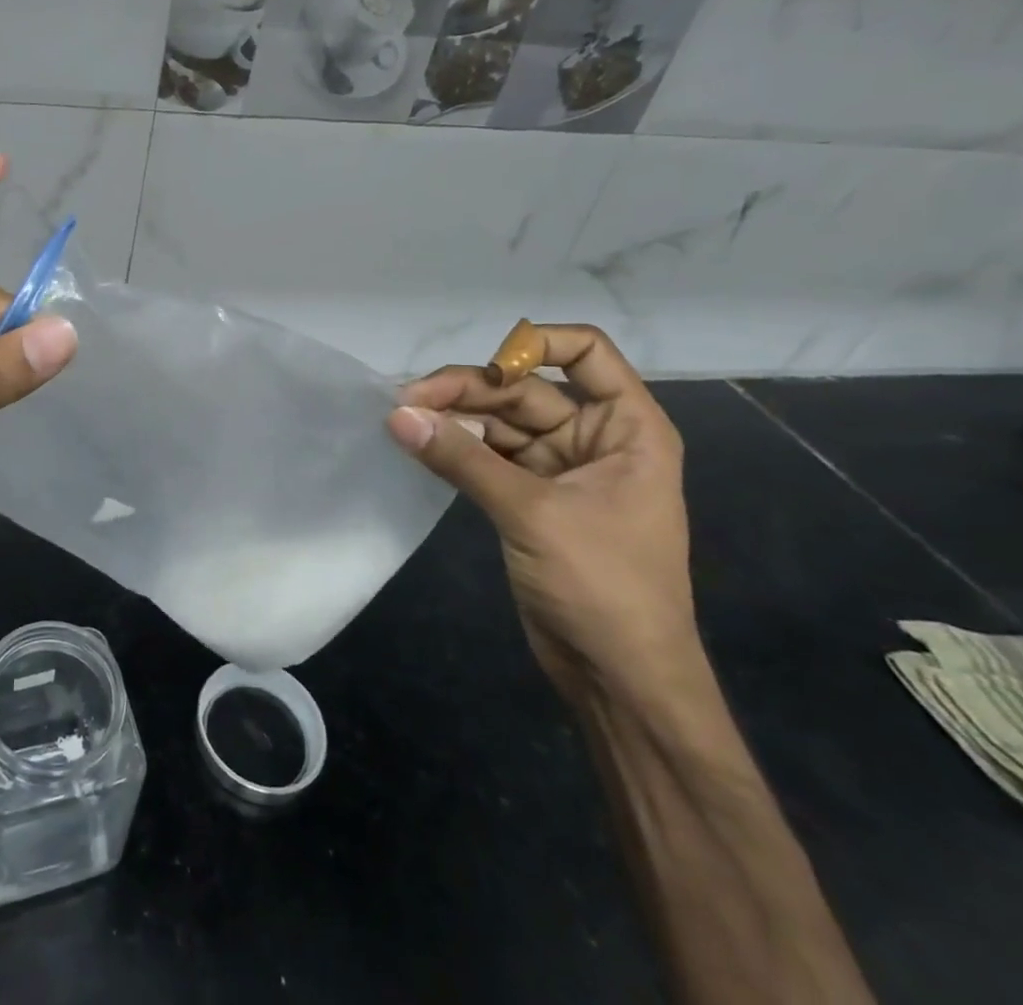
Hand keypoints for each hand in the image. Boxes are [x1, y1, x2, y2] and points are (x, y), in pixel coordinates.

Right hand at [388, 322, 696, 703]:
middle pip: (524, 389)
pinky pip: (486, 457)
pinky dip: (454, 449)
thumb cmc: (603, 587)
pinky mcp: (528, 499)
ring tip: (402, 420)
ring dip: (454, 419)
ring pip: (498, 422)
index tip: (483, 363)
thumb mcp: (533, 514)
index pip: (587, 354)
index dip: (535, 344)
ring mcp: (559, 470)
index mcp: (626, 429)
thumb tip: (396, 414)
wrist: (620, 679)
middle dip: (468, 390)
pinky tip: (418, 445)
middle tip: (408, 400)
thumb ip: (462, 459)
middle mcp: (594, 439)